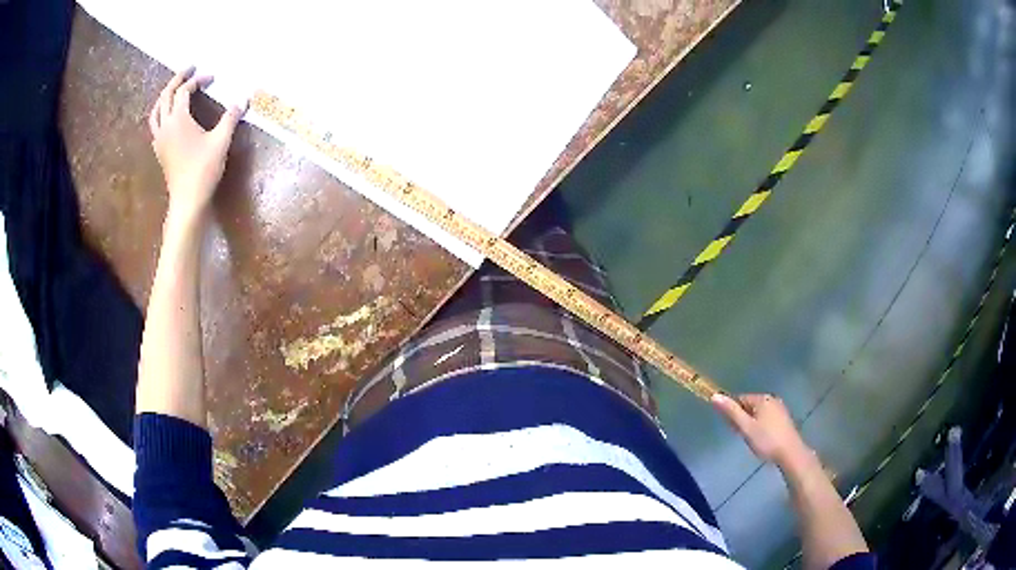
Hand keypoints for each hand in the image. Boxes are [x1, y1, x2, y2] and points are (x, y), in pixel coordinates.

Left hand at [149, 66, 246, 222]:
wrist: (187, 200)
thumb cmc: (203, 170)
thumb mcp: (221, 141)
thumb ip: (231, 118)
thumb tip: (244, 100)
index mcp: (178, 119)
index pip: (185, 91)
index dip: (198, 81)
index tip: (212, 78)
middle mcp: (166, 125)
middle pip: (166, 95)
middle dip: (178, 79)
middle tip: (189, 69)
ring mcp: (160, 139)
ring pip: (156, 110)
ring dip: (165, 96)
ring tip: (174, 89)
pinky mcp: (159, 151)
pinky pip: (155, 125)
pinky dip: (161, 113)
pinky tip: (168, 116)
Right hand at [712, 393, 812, 468]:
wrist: (791, 453)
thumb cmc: (766, 440)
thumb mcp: (746, 427)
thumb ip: (731, 412)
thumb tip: (715, 395)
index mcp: (762, 399)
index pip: (740, 399)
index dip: (733, 412)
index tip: (731, 427)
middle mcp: (772, 399)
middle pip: (750, 405)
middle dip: (742, 418)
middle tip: (741, 435)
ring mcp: (780, 409)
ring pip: (759, 412)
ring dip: (752, 423)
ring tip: (751, 439)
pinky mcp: (784, 419)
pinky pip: (767, 418)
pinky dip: (761, 426)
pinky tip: (762, 439)